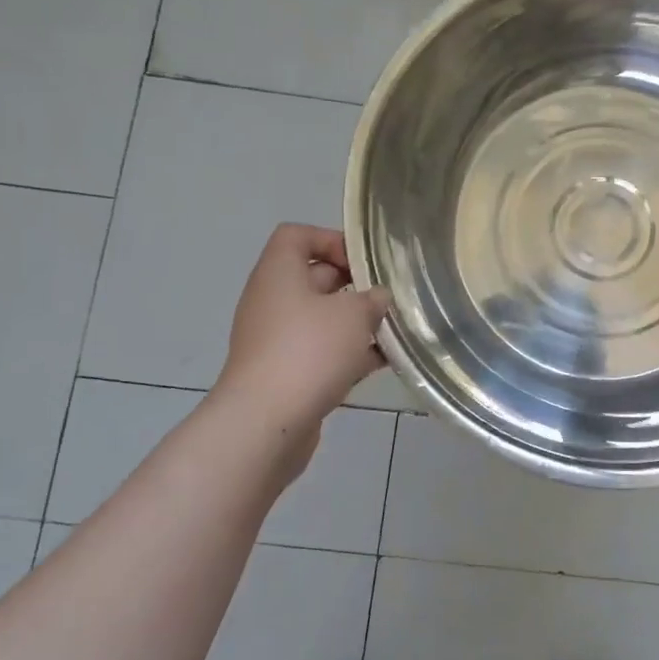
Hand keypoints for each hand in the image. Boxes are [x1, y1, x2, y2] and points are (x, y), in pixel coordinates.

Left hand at [214, 224, 390, 444]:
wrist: (265, 423)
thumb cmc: (308, 352)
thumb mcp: (352, 315)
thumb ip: (372, 300)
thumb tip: (378, 299)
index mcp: (278, 274)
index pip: (296, 235)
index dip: (330, 239)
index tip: (363, 262)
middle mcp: (272, 301)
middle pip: (313, 277)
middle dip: (354, 286)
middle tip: (388, 298)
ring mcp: (275, 340)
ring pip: (321, 319)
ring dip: (356, 324)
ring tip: (393, 331)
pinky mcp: (284, 374)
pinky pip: (320, 352)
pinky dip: (349, 354)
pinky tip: (383, 362)